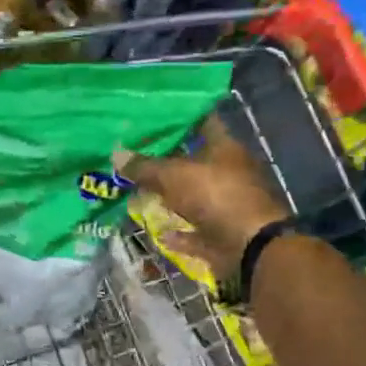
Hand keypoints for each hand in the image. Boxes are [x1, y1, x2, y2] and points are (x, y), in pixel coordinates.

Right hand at [113, 117, 288, 281]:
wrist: (249, 248)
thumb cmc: (216, 197)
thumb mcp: (173, 176)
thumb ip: (145, 166)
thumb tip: (116, 154)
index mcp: (225, 148)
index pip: (202, 121)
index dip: (179, 117)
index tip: (152, 117)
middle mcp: (229, 173)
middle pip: (195, 161)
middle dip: (167, 161)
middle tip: (136, 156)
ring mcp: (227, 205)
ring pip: (194, 197)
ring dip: (171, 198)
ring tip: (140, 192)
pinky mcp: (222, 234)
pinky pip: (194, 231)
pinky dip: (178, 232)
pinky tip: (158, 231)